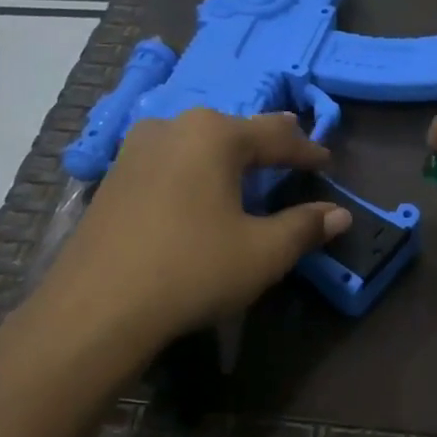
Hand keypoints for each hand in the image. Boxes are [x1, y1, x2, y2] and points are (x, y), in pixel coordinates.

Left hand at [17, 109, 349, 359]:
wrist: (96, 308)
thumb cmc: (193, 270)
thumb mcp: (263, 253)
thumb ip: (305, 227)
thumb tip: (340, 215)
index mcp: (214, 135)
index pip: (276, 136)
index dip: (307, 150)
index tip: (327, 161)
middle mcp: (173, 128)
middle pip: (234, 129)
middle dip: (267, 139)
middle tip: (292, 140)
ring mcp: (136, 150)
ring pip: (197, 141)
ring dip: (227, 151)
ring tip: (247, 157)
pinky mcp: (113, 178)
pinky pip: (170, 161)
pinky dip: (196, 168)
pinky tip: (198, 184)